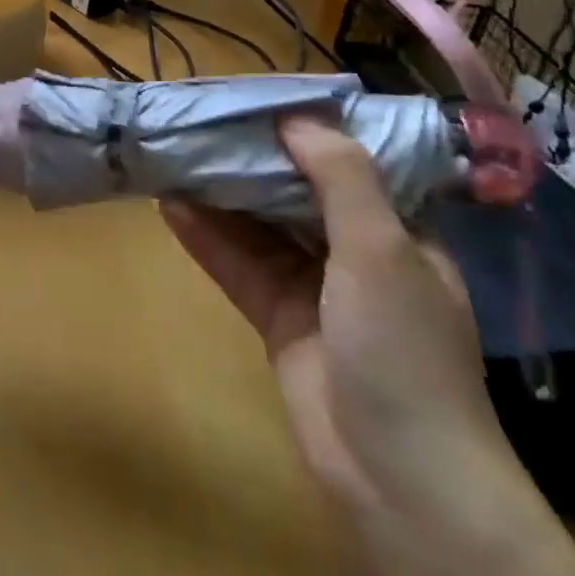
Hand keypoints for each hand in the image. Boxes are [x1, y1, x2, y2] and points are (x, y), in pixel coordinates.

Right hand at [160, 116, 517, 520]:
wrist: (399, 477)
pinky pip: (239, 265)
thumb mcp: (381, 250)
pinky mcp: (278, 317)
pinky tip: (171, 207)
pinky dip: (208, 238)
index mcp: (398, 231)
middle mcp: (355, 252)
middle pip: (295, 191)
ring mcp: (314, 287)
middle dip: (251, 159)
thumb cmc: (403, 349)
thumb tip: (292, 118)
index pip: (349, 164)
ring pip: (260, 227)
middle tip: (200, 121)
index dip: (305, 129)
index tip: (257, 98)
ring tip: (175, 154)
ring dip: (221, 195)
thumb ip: (340, 177)